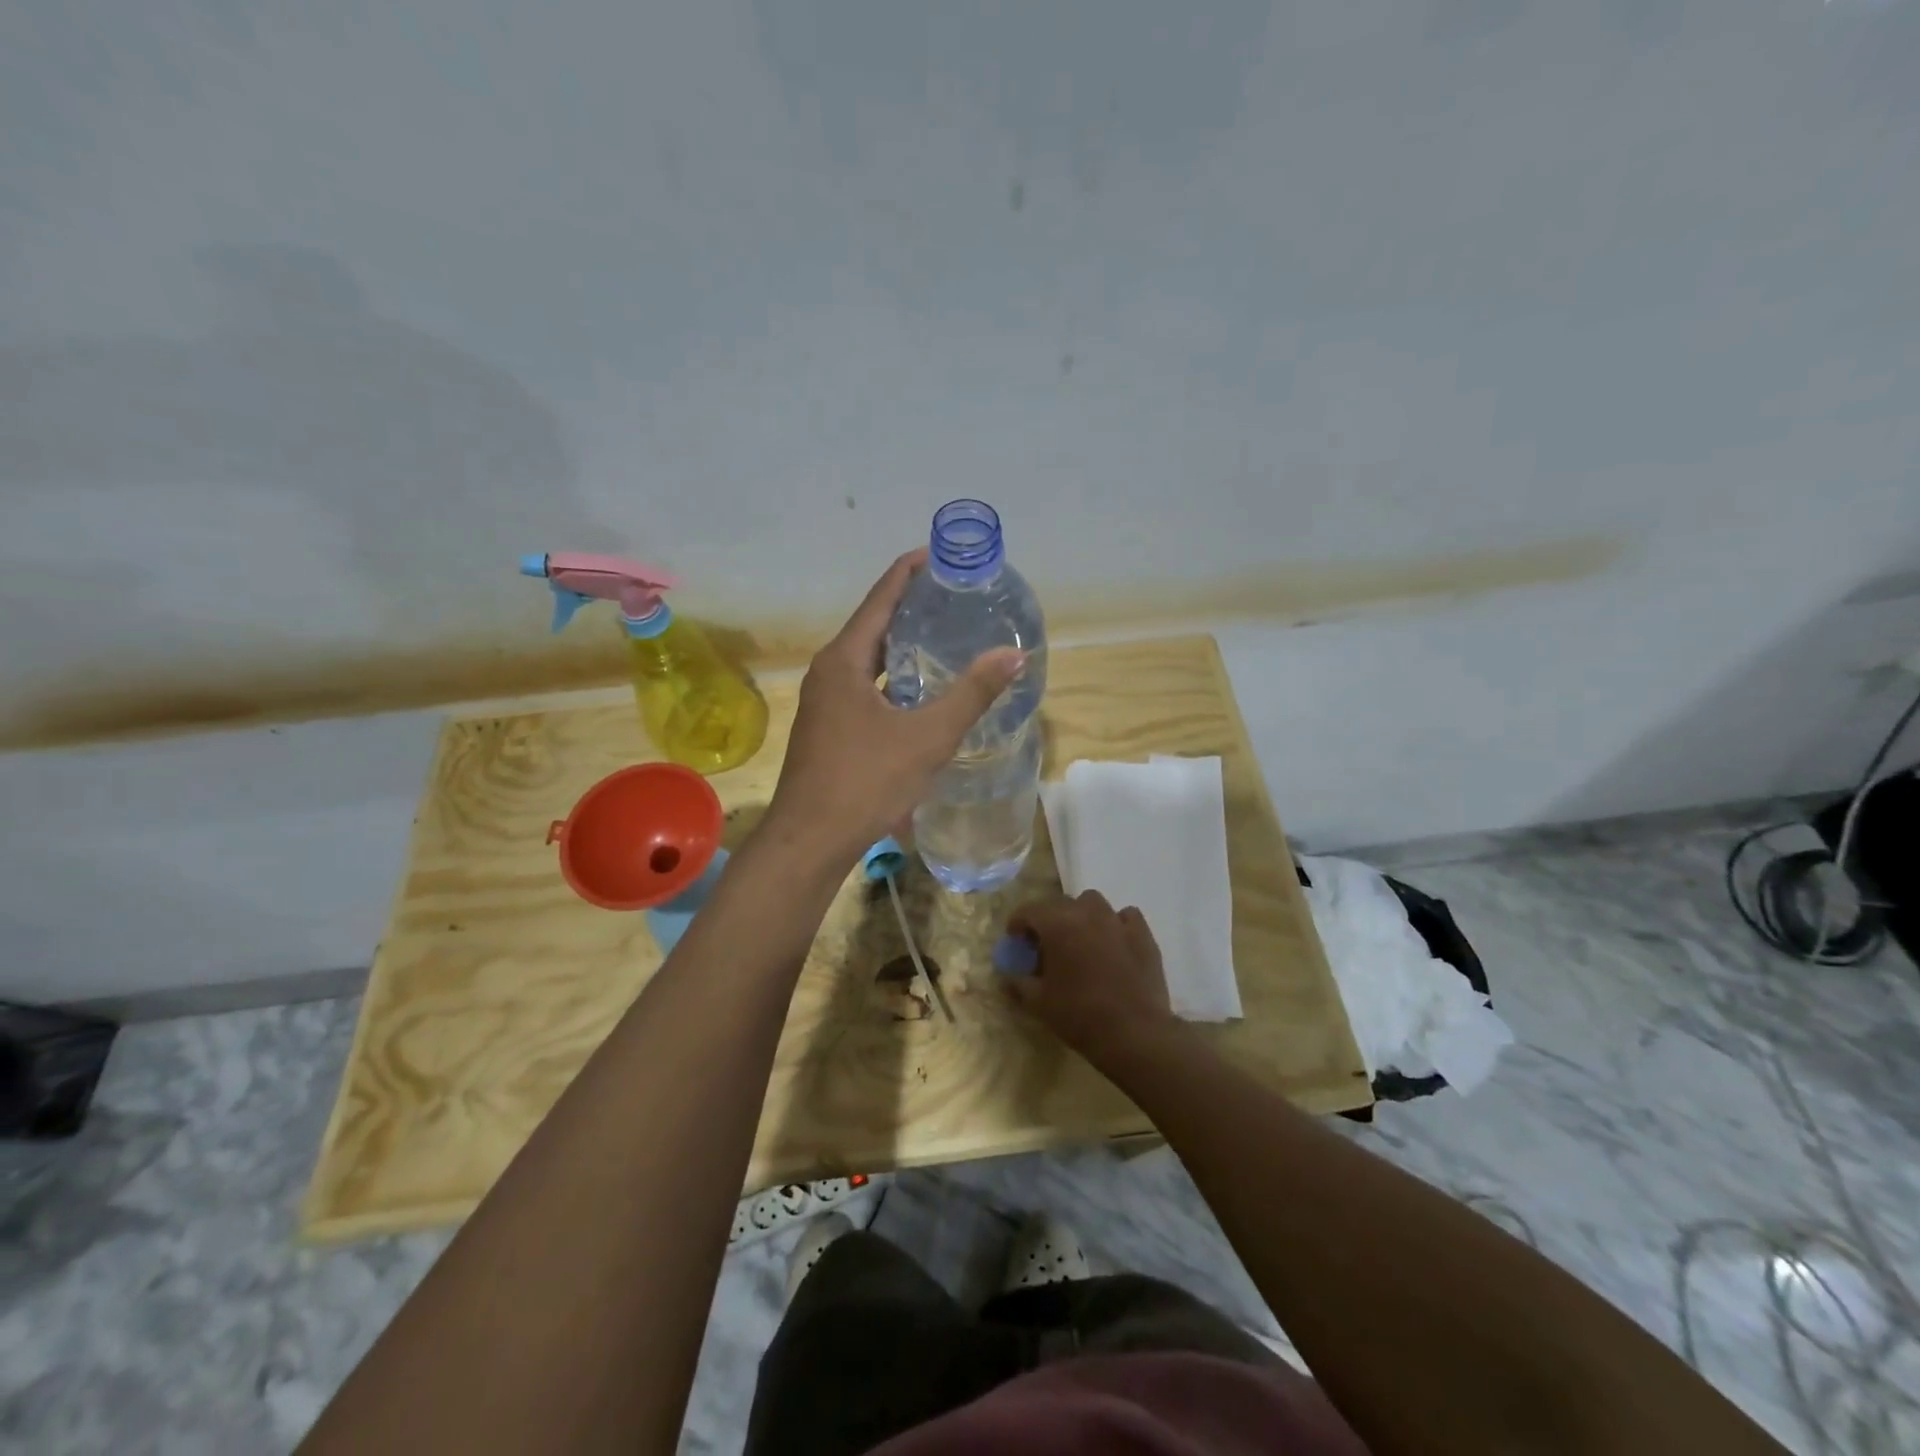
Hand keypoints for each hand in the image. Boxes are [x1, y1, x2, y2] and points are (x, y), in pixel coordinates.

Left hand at [764, 549, 1024, 866]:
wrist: (810, 840)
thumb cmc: (866, 781)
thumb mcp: (927, 737)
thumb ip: (971, 693)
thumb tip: (1014, 654)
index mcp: (844, 660)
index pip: (880, 598)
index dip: (909, 572)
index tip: (940, 554)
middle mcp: (829, 672)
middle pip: (873, 625)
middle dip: (911, 607)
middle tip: (953, 596)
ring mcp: (824, 701)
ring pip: (868, 660)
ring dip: (901, 645)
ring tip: (943, 636)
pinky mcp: (828, 727)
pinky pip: (864, 686)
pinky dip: (893, 678)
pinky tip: (919, 692)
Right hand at [1003, 891, 1180, 1065]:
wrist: (1134, 1033)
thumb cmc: (1079, 1016)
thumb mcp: (1038, 1003)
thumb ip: (1018, 983)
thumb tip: (1008, 975)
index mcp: (1057, 924)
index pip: (1029, 910)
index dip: (1018, 923)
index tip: (1015, 940)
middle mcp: (1087, 913)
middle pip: (1059, 903)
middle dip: (1048, 919)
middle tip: (1045, 944)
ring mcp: (1118, 921)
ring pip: (1093, 903)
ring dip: (1081, 915)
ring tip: (1080, 939)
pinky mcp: (1143, 935)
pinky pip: (1125, 916)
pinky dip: (1115, 924)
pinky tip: (1114, 943)